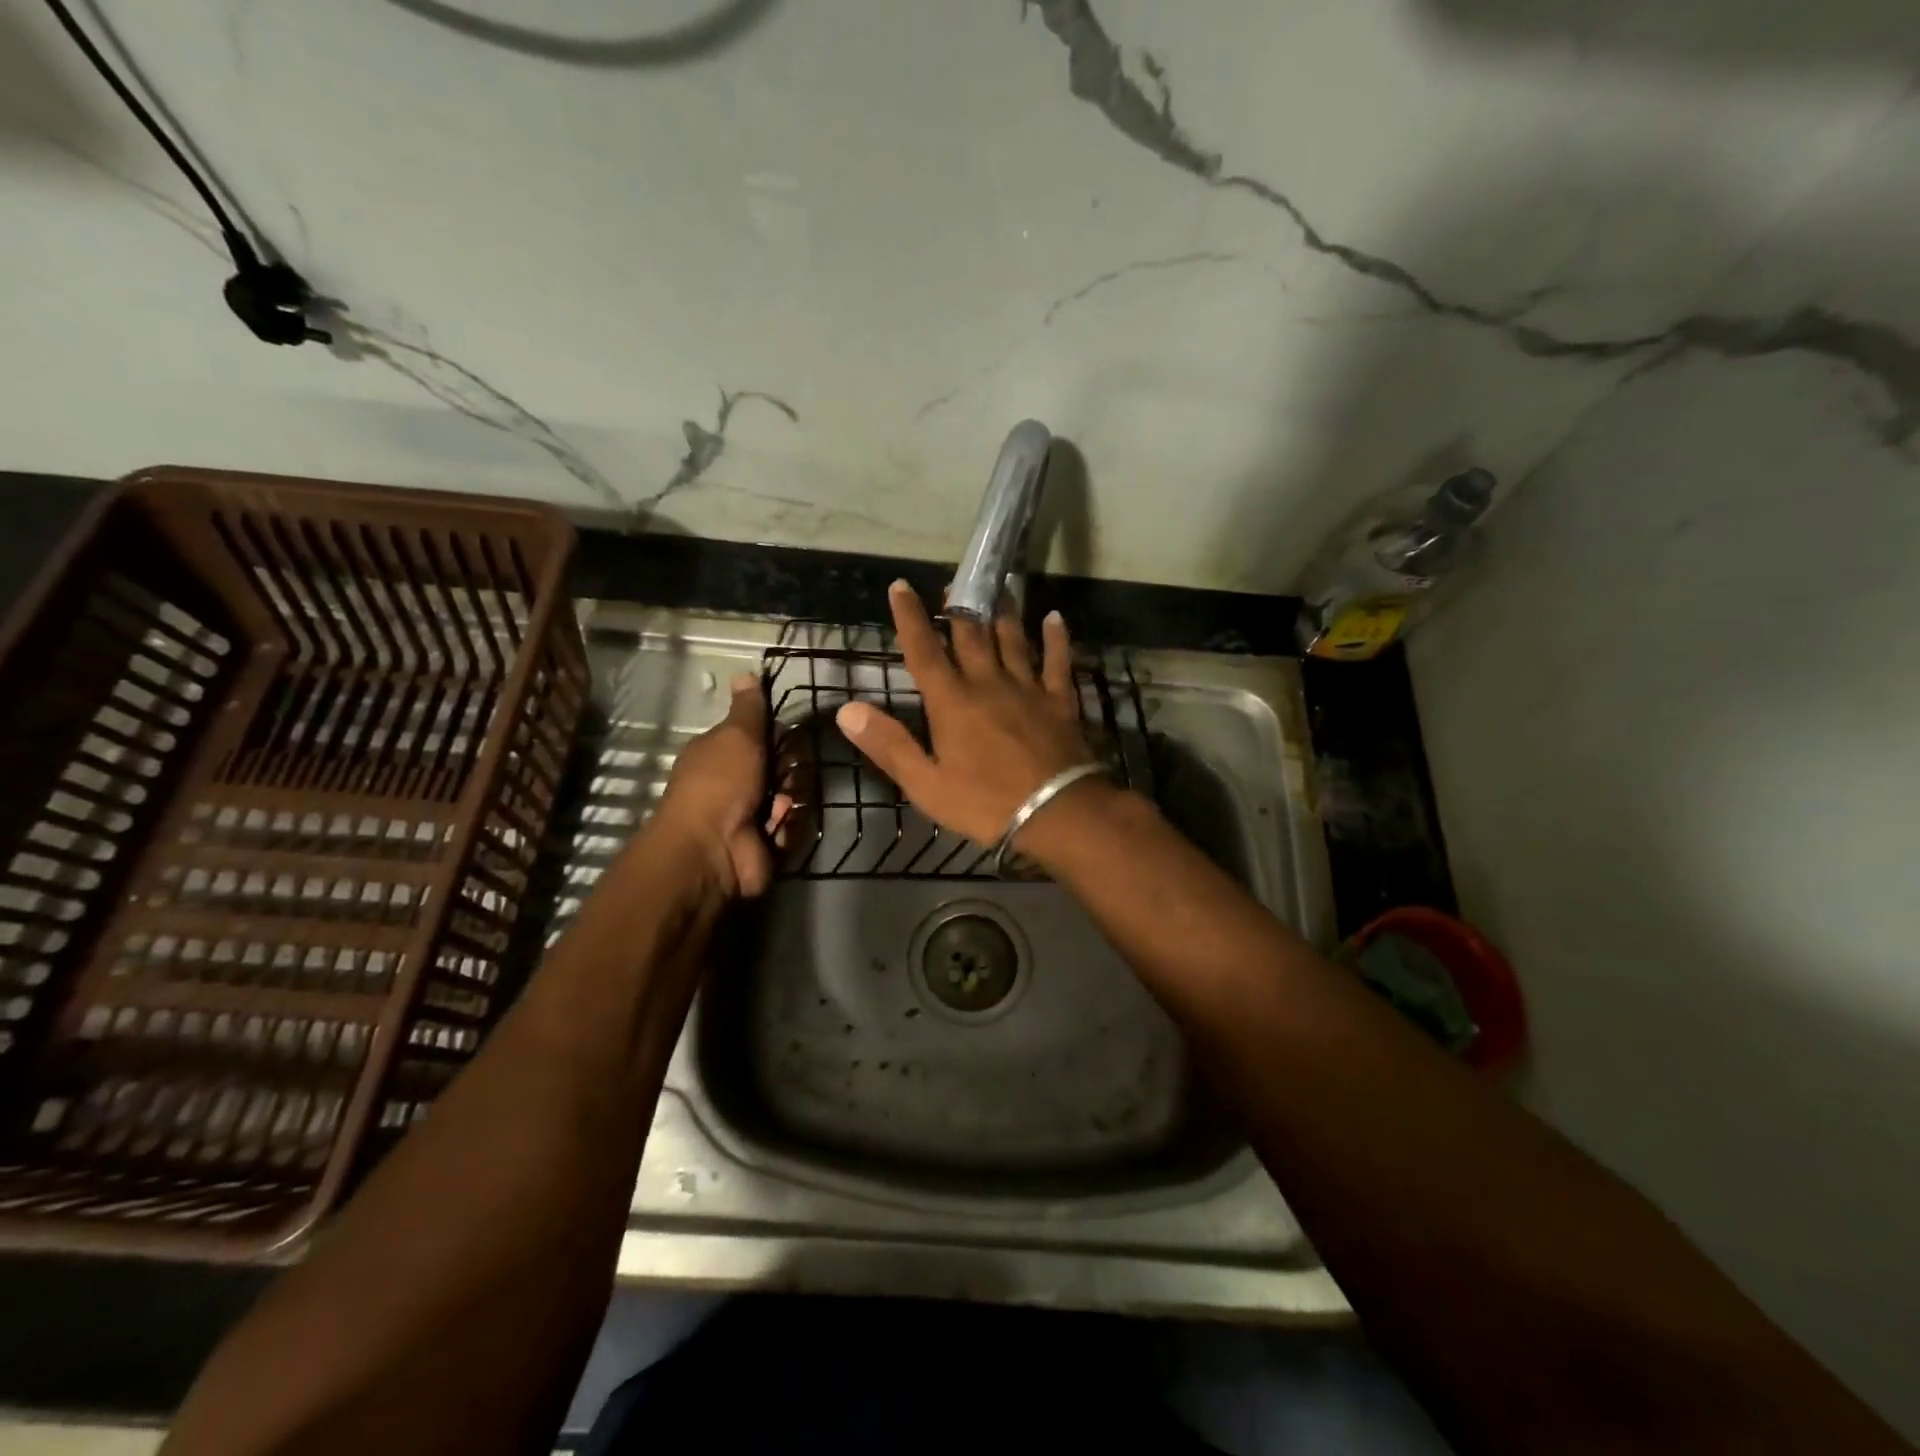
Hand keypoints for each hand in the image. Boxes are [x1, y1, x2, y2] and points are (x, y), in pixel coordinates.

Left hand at [651, 674, 782, 898]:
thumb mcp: (736, 736)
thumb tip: (746, 672)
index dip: (778, 736)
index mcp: (722, 754)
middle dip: (790, 771)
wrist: (712, 850)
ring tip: (779, 808)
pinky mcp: (768, 843)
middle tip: (785, 776)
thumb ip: (748, 708)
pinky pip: (793, 827)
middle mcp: (736, 783)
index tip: (789, 738)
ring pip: (792, 797)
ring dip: (790, 801)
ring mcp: (752, 815)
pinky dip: (788, 828)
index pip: (760, 737)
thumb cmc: (720, 784)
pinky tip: (777, 829)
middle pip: (782, 768)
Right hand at [835, 580, 1100, 848]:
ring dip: (1003, 613)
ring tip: (999, 588)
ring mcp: (1028, 688)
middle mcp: (988, 684)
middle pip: (970, 637)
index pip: (924, 651)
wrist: (1057, 812)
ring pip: (1013, 640)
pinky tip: (1054, 618)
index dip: (909, 618)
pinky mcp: (1060, 700)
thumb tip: (846, 710)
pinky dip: (1055, 638)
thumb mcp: (925, 784)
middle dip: (958, 608)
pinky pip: (1057, 661)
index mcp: (952, 702)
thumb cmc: (985, 803)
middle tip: (953, 584)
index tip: (901, 587)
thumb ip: (888, 745)